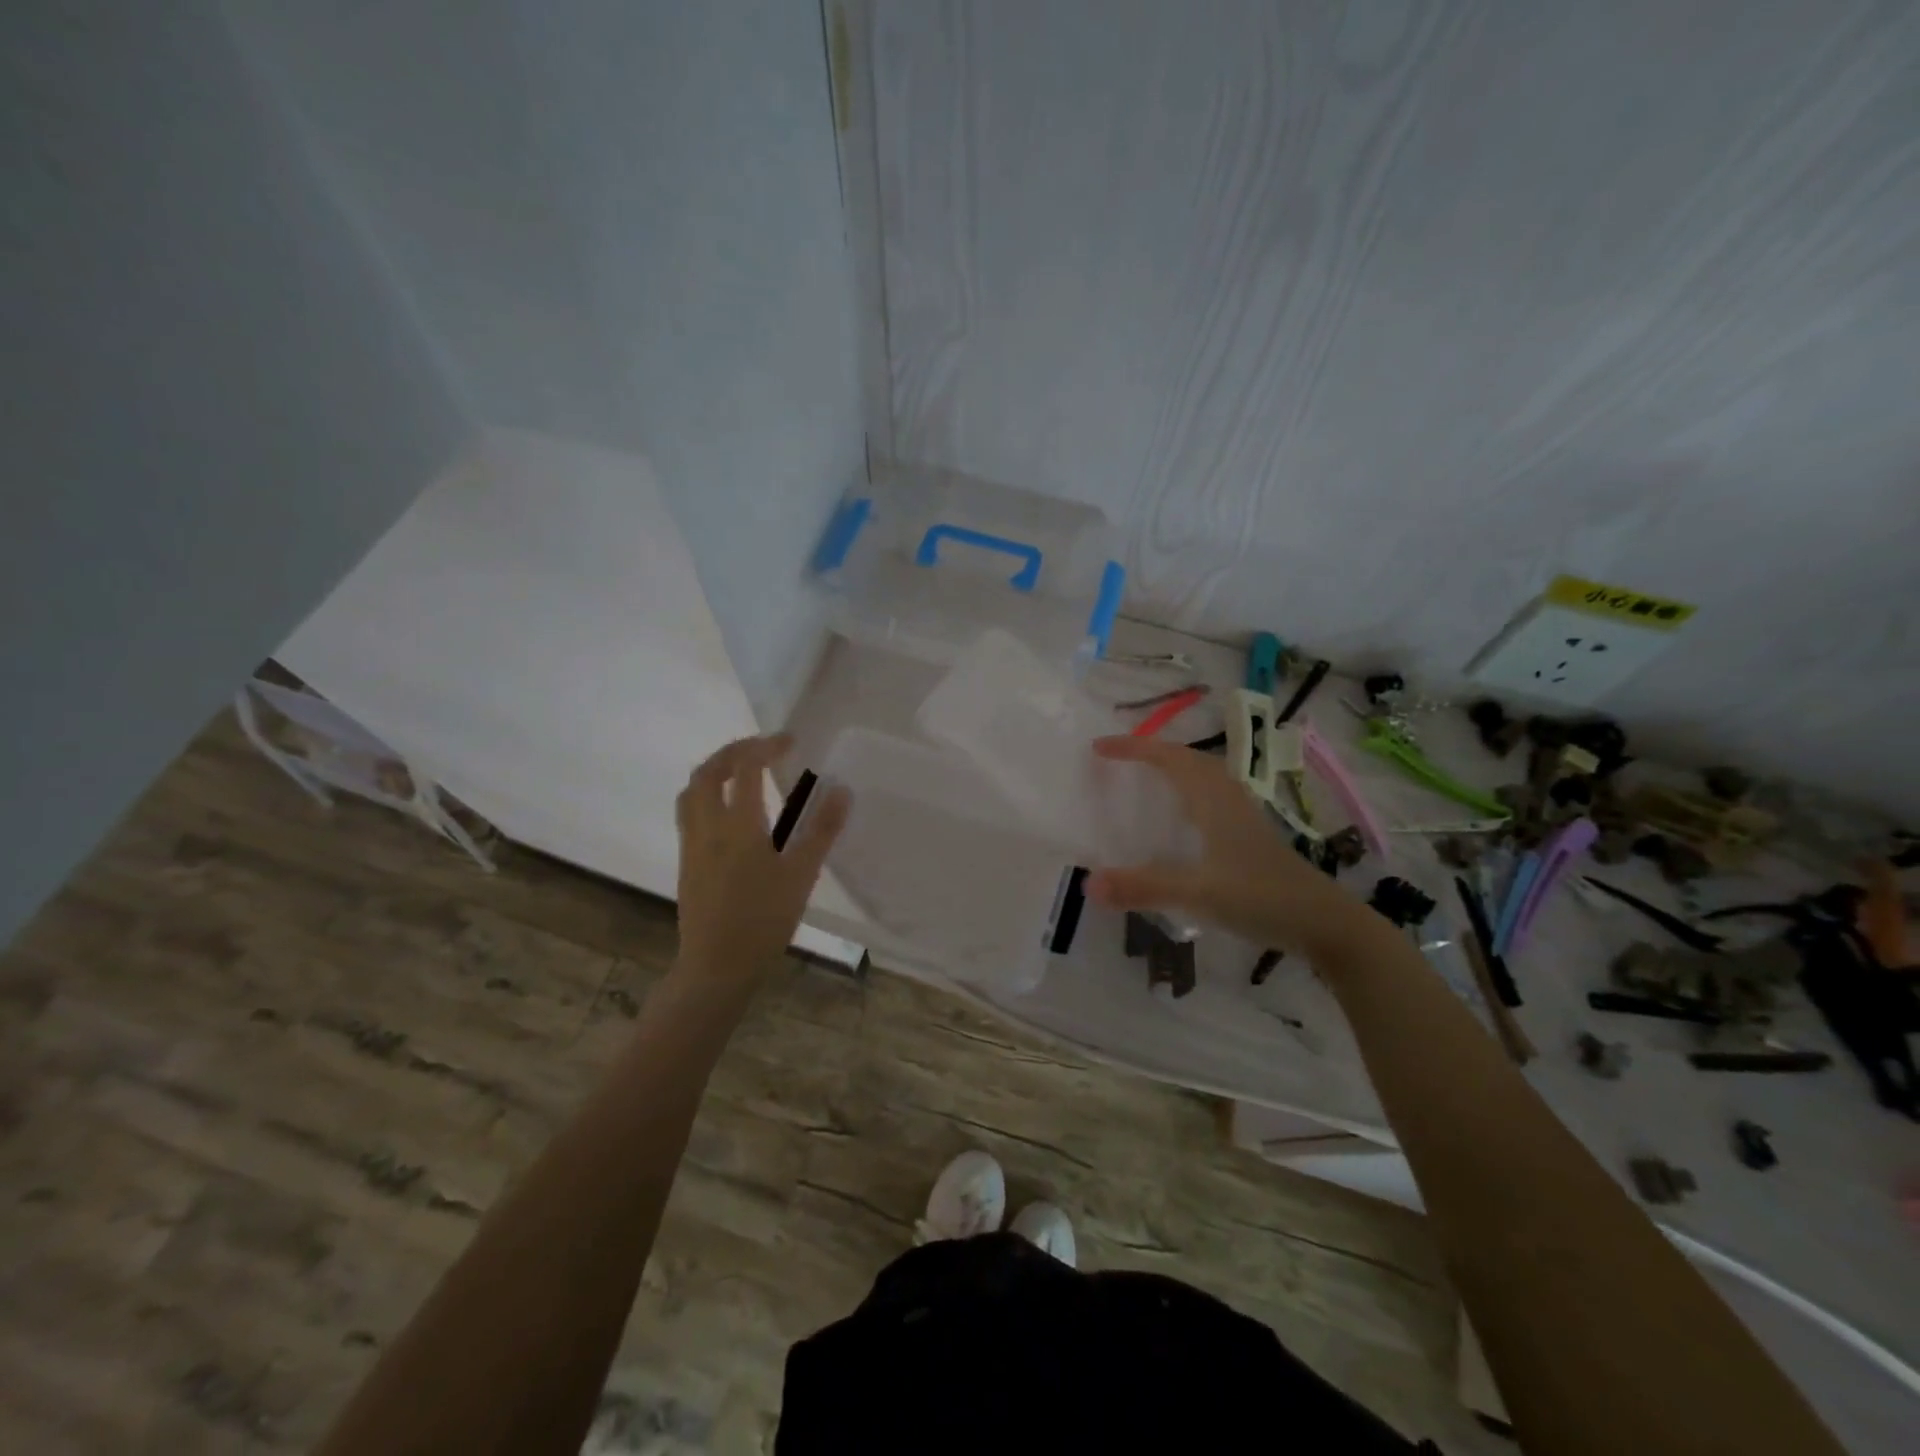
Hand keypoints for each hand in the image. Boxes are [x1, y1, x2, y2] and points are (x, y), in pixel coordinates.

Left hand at [673, 735, 848, 985]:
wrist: (717, 966)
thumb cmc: (763, 920)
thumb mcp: (801, 875)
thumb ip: (821, 830)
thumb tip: (841, 790)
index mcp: (738, 825)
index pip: (747, 768)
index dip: (766, 746)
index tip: (790, 741)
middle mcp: (707, 826)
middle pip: (709, 771)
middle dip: (734, 751)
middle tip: (761, 749)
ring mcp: (692, 844)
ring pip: (692, 791)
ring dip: (715, 770)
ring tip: (742, 772)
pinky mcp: (687, 862)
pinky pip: (690, 812)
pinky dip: (708, 794)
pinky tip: (730, 812)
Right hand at [1085, 735, 1364, 954]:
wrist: (1325, 923)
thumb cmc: (1261, 898)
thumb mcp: (1197, 893)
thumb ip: (1143, 887)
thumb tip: (1088, 883)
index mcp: (1213, 800)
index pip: (1168, 758)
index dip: (1133, 748)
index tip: (1099, 748)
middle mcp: (1228, 798)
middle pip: (1188, 759)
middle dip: (1151, 752)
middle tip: (1118, 759)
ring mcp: (1243, 816)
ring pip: (1203, 776)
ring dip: (1173, 768)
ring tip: (1144, 779)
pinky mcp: (1250, 836)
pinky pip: (1211, 796)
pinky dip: (1188, 791)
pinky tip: (1182, 820)